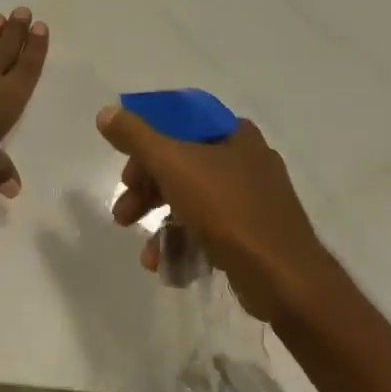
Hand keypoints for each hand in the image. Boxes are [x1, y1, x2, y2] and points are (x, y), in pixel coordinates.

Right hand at [97, 105, 331, 323]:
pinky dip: (185, 243)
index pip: (179, 126)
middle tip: (124, 213)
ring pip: (192, 200)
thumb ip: (136, 137)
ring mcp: (253, 200)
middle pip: (181, 165)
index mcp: (233, 134)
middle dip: (147, 191)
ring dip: (161, 223)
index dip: (146, 146)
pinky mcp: (254, 234)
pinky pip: (210, 230)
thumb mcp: (173, 165)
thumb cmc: (228, 210)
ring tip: (145, 252)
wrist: (285, 278)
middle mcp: (246, 160)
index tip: (127, 174)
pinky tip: (166, 266)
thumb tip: (106, 113)